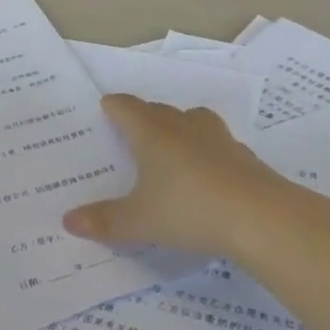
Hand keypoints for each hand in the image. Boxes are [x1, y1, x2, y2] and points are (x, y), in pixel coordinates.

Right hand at [63, 94, 277, 260]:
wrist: (262, 217)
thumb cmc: (190, 210)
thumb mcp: (140, 222)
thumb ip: (104, 221)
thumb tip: (67, 221)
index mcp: (151, 133)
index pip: (125, 107)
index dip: (113, 107)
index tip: (105, 108)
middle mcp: (182, 126)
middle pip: (157, 110)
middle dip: (143, 117)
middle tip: (132, 132)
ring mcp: (217, 138)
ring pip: (192, 120)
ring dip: (179, 127)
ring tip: (172, 145)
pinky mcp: (243, 156)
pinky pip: (218, 144)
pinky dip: (208, 152)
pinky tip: (209, 173)